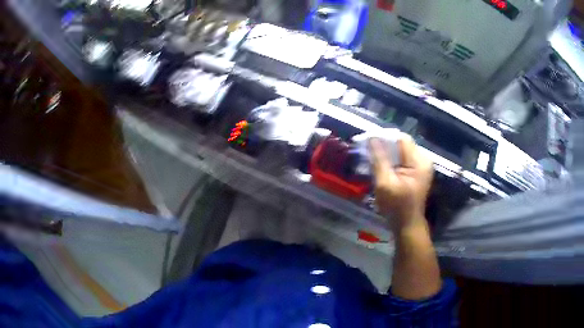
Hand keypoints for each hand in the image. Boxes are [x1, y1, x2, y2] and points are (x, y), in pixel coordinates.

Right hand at [368, 135, 433, 229]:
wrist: (407, 225)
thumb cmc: (396, 207)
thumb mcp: (385, 183)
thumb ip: (379, 159)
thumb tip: (372, 137)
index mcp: (419, 162)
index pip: (401, 138)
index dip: (384, 137)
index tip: (368, 141)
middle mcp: (423, 160)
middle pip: (402, 144)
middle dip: (385, 146)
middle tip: (368, 152)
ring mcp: (422, 166)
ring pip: (401, 151)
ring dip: (387, 153)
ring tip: (373, 159)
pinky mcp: (417, 172)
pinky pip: (403, 159)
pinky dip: (392, 160)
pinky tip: (383, 167)